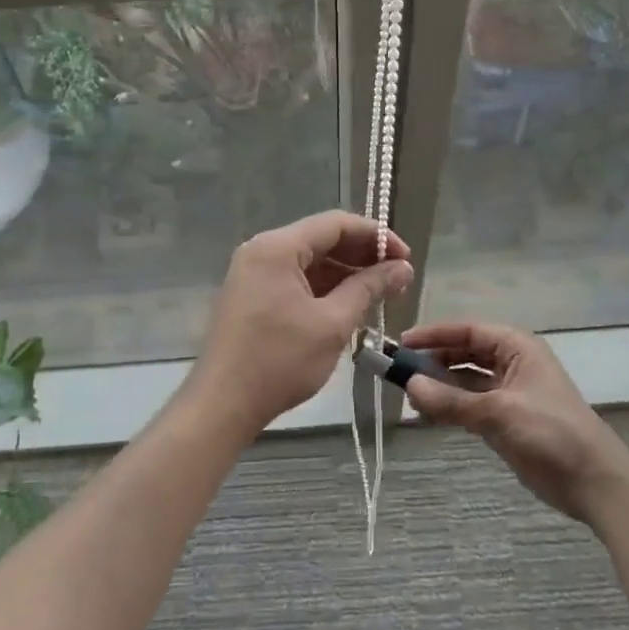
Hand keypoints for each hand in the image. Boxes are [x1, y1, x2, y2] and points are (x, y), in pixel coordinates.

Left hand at [190, 211, 412, 434]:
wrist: (222, 405)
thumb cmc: (279, 361)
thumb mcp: (332, 324)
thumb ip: (369, 289)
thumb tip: (403, 268)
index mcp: (277, 248)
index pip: (335, 224)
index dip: (376, 236)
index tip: (406, 258)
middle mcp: (261, 251)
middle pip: (321, 239)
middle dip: (362, 255)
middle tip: (398, 278)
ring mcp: (252, 273)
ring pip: (308, 261)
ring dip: (344, 273)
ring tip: (380, 293)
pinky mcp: (251, 296)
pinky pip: (294, 279)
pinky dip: (323, 288)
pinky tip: (349, 305)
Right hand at [401, 319, 628, 521]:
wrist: (594, 481)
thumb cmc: (551, 432)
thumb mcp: (499, 412)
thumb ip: (452, 400)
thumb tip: (410, 385)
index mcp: (517, 348)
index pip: (468, 330)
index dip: (435, 334)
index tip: (402, 343)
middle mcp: (511, 364)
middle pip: (465, 353)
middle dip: (434, 360)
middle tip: (399, 371)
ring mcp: (508, 393)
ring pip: (465, 380)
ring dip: (439, 385)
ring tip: (408, 395)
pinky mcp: (505, 420)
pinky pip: (469, 405)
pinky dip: (449, 407)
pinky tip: (427, 413)